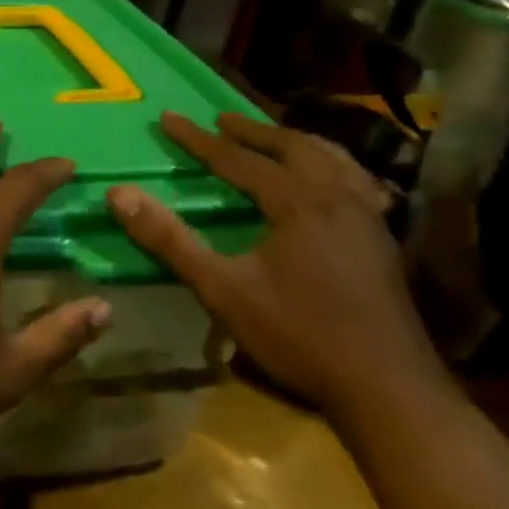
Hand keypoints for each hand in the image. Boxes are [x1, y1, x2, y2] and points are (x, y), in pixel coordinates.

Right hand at [107, 111, 450, 422]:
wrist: (389, 392)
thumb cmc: (299, 335)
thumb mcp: (221, 288)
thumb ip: (169, 239)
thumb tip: (119, 194)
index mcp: (298, 202)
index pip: (238, 159)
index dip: (198, 139)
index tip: (168, 117)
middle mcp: (338, 198)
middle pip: (294, 147)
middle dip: (254, 131)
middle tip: (222, 120)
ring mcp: (369, 219)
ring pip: (333, 160)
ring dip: (296, 143)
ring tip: (273, 139)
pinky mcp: (384, 242)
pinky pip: (358, 183)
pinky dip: (334, 168)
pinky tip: (331, 183)